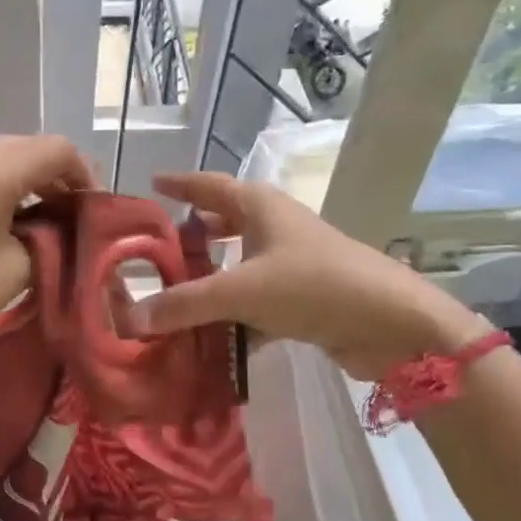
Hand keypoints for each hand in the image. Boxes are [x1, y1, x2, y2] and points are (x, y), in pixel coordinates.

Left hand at [0, 135, 93, 383]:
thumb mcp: (18, 267)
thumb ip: (49, 233)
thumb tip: (59, 220)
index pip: (55, 149)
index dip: (83, 173)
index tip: (91, 206)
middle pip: (23, 146)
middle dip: (52, 174)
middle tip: (68, 211)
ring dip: (20, 178)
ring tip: (33, 216)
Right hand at [128, 171, 481, 378]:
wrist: (390, 323)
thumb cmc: (312, 285)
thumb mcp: (241, 291)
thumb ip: (185, 304)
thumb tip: (130, 318)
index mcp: (258, 205)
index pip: (208, 185)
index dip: (179, 184)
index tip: (151, 183)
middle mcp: (273, 226)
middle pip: (222, 224)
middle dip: (190, 236)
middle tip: (152, 252)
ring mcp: (289, 262)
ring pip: (237, 265)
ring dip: (208, 280)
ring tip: (170, 297)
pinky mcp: (301, 297)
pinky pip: (253, 300)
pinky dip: (231, 315)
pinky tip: (207, 337)